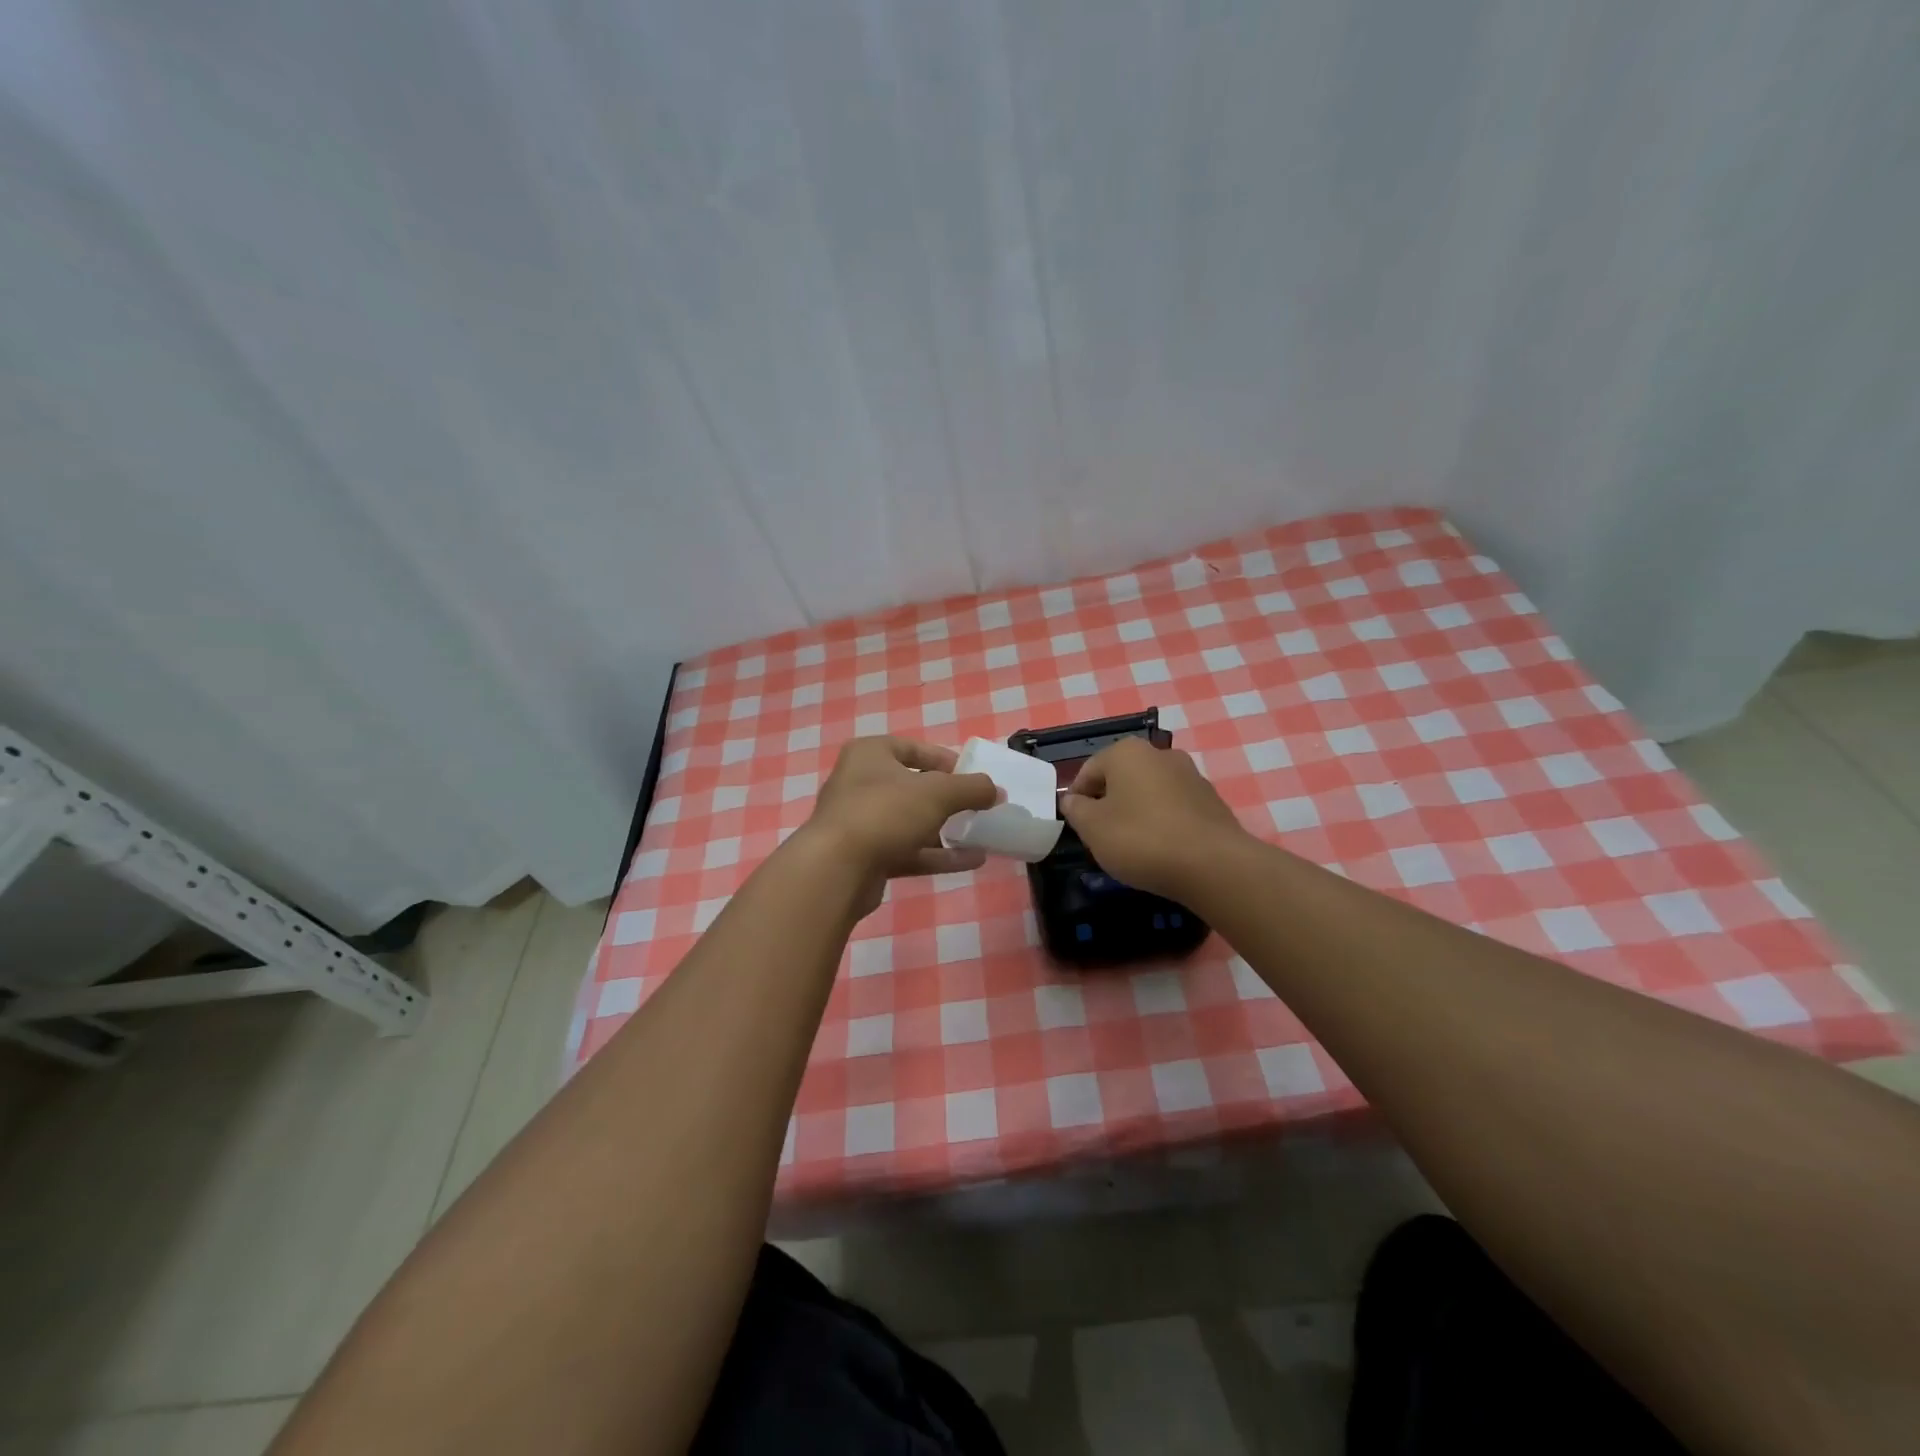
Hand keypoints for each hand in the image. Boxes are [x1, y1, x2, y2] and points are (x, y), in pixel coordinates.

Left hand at [799, 737, 998, 913]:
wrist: (837, 869)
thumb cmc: (885, 812)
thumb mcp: (938, 792)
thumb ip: (972, 788)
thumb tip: (998, 791)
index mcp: (870, 754)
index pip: (914, 749)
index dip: (946, 761)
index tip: (973, 777)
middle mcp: (860, 783)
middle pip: (913, 787)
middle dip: (949, 799)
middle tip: (979, 808)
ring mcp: (861, 823)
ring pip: (911, 822)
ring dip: (947, 830)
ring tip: (983, 836)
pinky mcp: (866, 857)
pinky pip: (909, 850)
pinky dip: (938, 855)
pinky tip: (973, 861)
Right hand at [1059, 736, 1248, 898]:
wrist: (1213, 865)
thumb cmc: (1141, 839)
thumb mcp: (1093, 828)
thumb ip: (1075, 810)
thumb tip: (1072, 800)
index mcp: (1127, 752)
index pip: (1088, 771)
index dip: (1076, 799)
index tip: (1075, 827)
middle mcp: (1160, 754)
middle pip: (1120, 778)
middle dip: (1107, 804)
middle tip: (1101, 837)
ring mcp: (1190, 775)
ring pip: (1148, 792)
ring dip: (1136, 813)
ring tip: (1131, 846)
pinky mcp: (1211, 800)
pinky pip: (1173, 808)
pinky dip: (1162, 823)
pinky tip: (1161, 849)